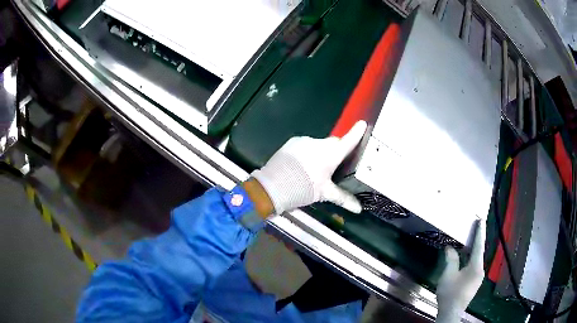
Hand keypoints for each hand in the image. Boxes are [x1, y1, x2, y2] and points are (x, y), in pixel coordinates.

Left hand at [251, 121, 367, 215]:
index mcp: (331, 154)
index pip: (348, 141)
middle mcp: (320, 143)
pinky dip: (307, 152)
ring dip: (319, 153)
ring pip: (318, 145)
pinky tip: (300, 165)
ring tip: (312, 170)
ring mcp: (305, 140)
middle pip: (333, 144)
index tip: (363, 124)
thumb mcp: (325, 194)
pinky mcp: (292, 142)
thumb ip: (343, 198)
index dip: (357, 133)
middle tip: (332, 167)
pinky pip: (305, 145)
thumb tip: (359, 209)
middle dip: (336, 152)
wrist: (273, 185)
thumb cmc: (304, 188)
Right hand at [436, 221, 485, 322]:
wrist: (451, 312)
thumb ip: (451, 260)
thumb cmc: (450, 293)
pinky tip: (466, 259)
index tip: (481, 220)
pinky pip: (474, 266)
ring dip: (473, 250)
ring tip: (469, 241)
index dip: (480, 232)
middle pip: (479, 252)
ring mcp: (478, 278)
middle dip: (477, 240)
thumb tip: (450, 248)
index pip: (479, 245)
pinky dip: (471, 259)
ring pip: (476, 260)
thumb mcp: (448, 275)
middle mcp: (480, 270)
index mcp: (476, 266)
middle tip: (475, 228)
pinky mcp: (474, 283)